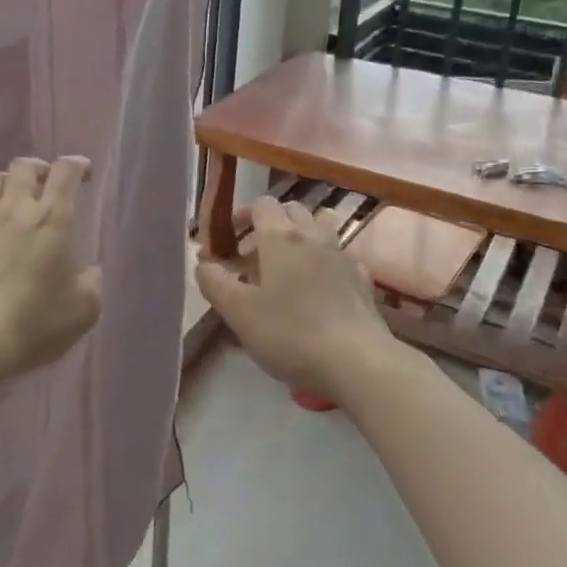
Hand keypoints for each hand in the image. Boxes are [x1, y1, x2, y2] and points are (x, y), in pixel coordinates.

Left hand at [0, 157, 100, 380]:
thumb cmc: (33, 321)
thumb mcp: (83, 310)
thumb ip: (90, 282)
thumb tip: (87, 272)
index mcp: (52, 217)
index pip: (65, 171)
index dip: (77, 164)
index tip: (84, 173)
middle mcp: (15, 209)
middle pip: (24, 167)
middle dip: (40, 169)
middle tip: (48, 186)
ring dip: (10, 185)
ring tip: (17, 203)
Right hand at [195, 198, 394, 401]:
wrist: (357, 361)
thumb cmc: (290, 333)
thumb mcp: (238, 312)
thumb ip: (214, 282)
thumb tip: (203, 263)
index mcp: (281, 236)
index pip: (262, 204)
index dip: (243, 215)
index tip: (231, 238)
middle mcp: (313, 235)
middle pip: (292, 209)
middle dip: (272, 223)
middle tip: (255, 253)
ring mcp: (342, 255)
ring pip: (320, 227)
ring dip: (302, 236)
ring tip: (288, 265)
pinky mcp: (362, 279)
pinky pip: (341, 256)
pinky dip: (327, 261)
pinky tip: (321, 286)